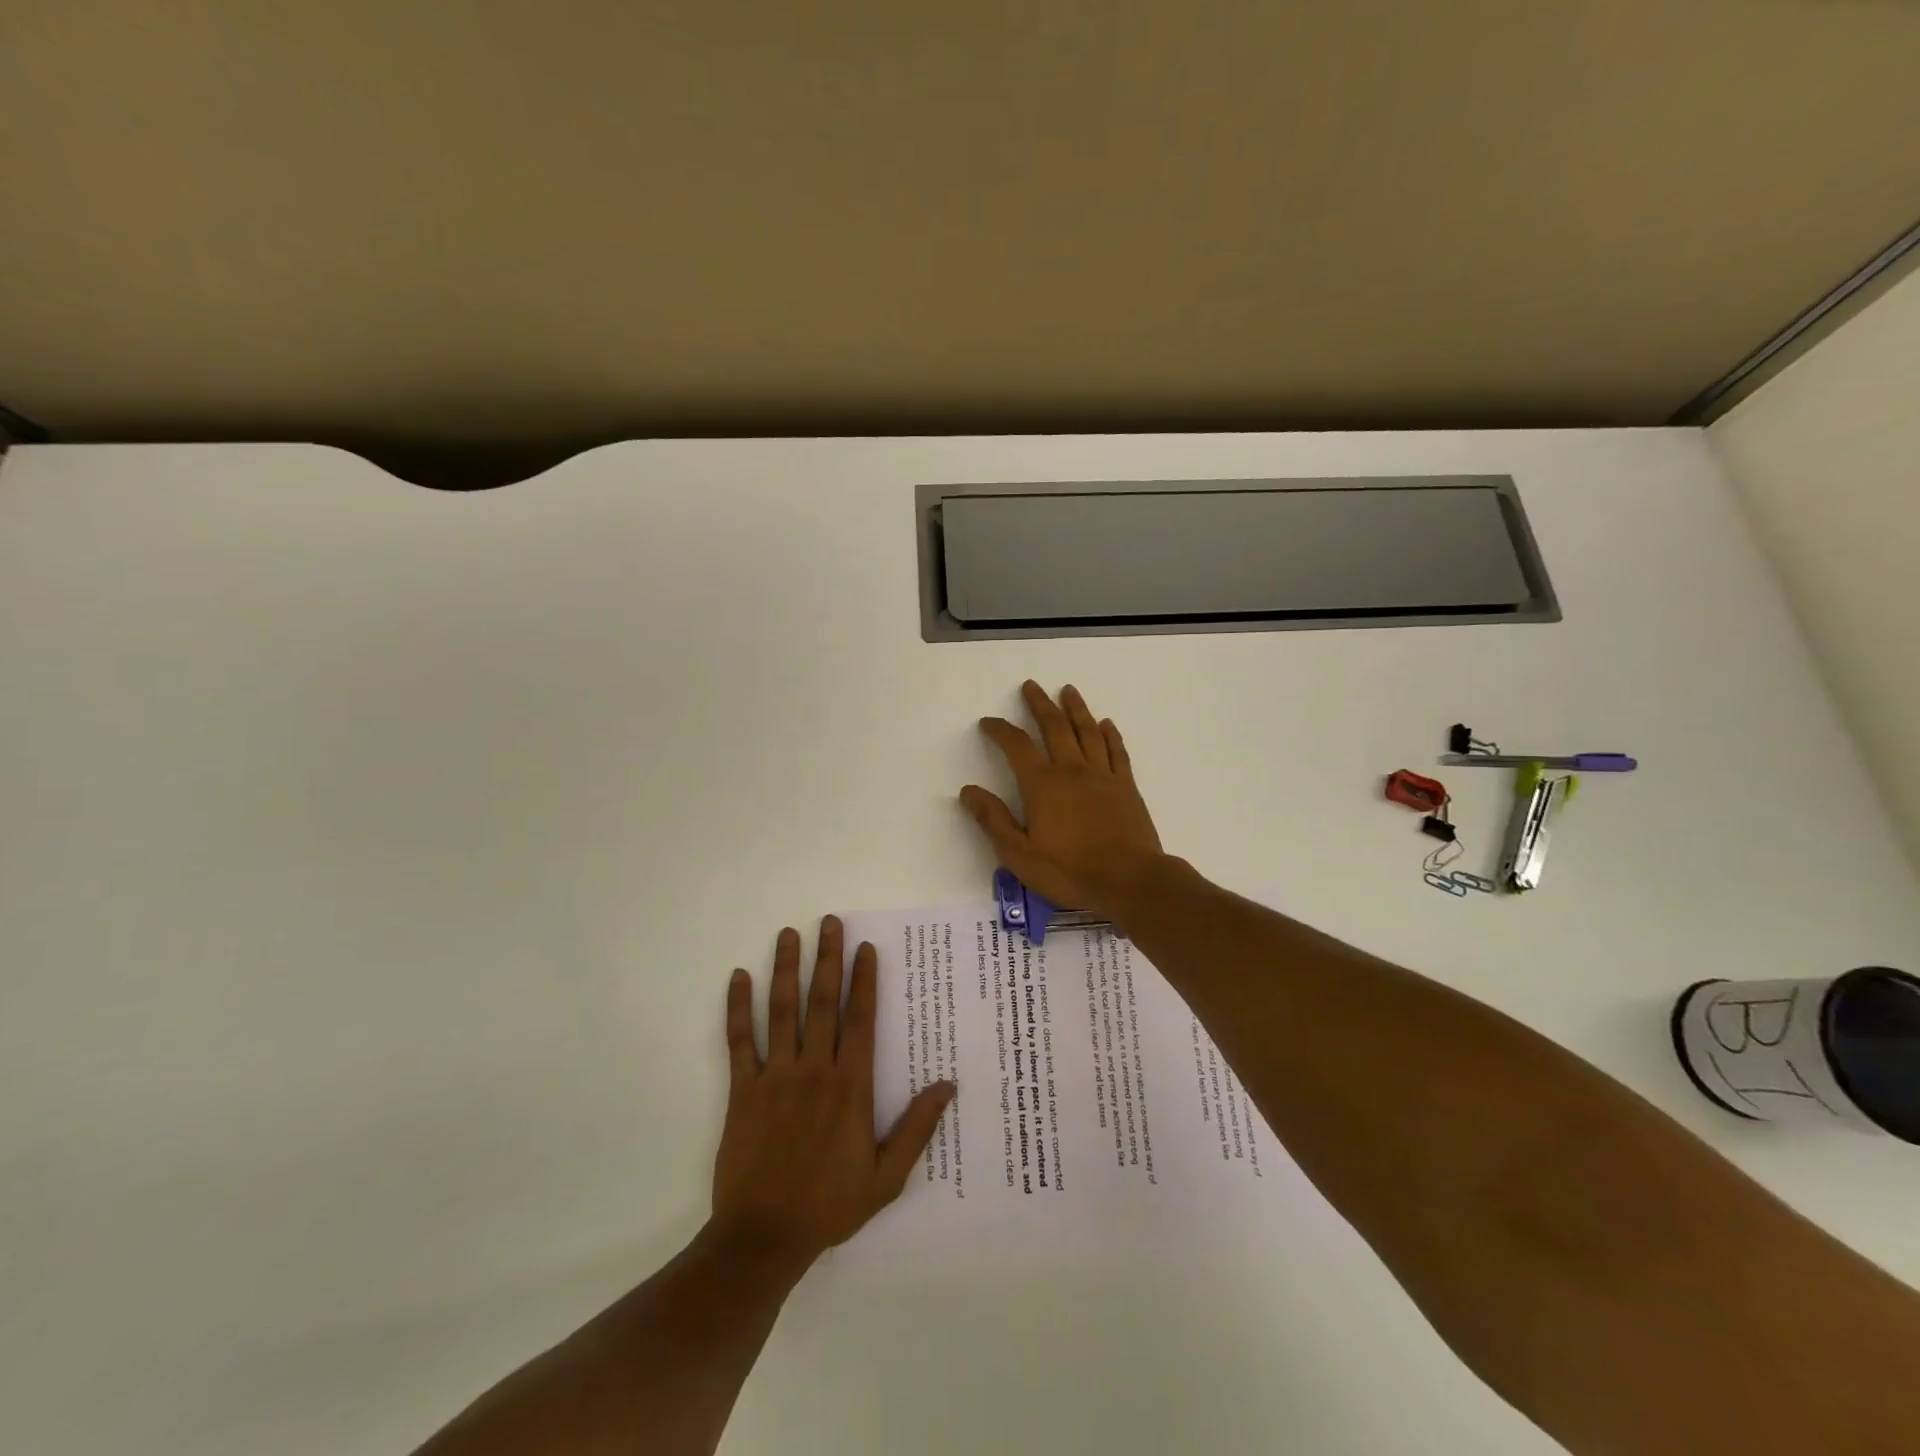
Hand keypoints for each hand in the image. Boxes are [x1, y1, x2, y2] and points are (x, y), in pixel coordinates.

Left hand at [712, 916, 954, 1273]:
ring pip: (782, 1011)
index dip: (865, 980)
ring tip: (788, 934)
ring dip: (785, 970)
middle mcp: (815, 1070)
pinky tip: (738, 978)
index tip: (865, 947)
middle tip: (829, 922)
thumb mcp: (887, 1177)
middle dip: (827, 959)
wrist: (764, 1238)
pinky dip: (738, 1009)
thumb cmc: (829, 1205)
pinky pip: (739, 1042)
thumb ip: (917, 1128)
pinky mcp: (742, 1091)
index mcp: (851, 1086)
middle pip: (823, 1003)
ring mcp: (775, 1077)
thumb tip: (948, 1085)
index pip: (861, 1019)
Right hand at [960, 682, 1168, 921]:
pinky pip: (1117, 751)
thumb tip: (968, 791)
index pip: (1016, 746)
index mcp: (1042, 785)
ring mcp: (1103, 775)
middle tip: (1030, 686)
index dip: (1000, 730)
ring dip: (1075, 708)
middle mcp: (1072, 770)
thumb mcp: (1019, 854)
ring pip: (1087, 731)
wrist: (1130, 881)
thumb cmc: (1070, 871)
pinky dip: (1110, 734)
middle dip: (1039, 704)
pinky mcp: (1127, 786)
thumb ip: (993, 820)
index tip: (989, 722)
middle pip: (1054, 727)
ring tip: (1068, 690)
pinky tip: (1106, 724)